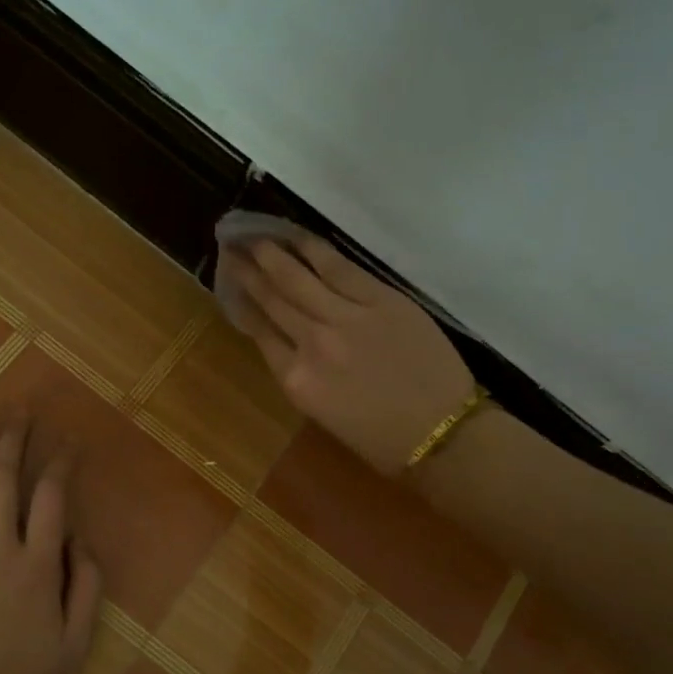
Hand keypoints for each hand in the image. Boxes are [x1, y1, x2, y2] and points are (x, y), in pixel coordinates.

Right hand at [219, 236, 479, 474]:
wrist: (442, 434)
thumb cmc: (381, 439)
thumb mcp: (324, 414)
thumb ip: (300, 373)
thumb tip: (286, 340)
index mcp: (296, 380)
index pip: (260, 332)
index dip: (242, 302)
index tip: (230, 281)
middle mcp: (312, 343)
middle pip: (273, 299)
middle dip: (248, 270)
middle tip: (231, 245)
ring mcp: (346, 317)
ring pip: (298, 277)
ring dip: (271, 253)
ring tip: (253, 234)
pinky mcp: (380, 298)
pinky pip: (339, 267)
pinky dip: (313, 249)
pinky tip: (296, 236)